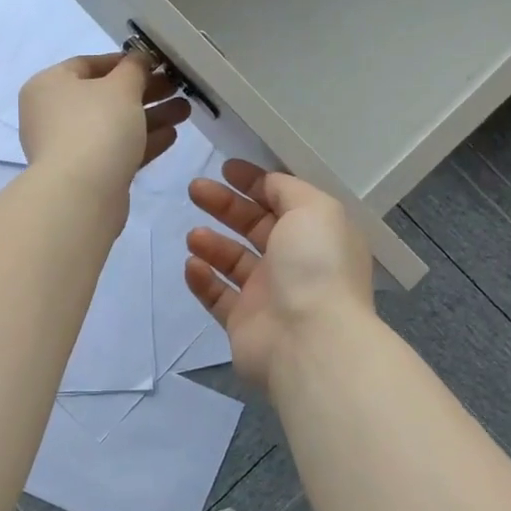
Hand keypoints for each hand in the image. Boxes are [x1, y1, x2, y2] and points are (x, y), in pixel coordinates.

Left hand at [18, 52, 188, 201]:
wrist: (81, 194)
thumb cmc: (96, 127)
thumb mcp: (121, 87)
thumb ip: (134, 68)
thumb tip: (140, 58)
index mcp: (49, 85)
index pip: (88, 64)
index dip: (125, 61)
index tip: (156, 63)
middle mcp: (53, 114)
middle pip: (105, 96)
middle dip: (145, 91)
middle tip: (178, 87)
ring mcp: (69, 147)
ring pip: (115, 125)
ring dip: (150, 116)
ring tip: (185, 110)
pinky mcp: (87, 174)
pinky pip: (117, 150)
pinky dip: (143, 141)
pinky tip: (172, 135)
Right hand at [185, 159, 374, 385]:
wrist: (309, 341)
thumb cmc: (315, 265)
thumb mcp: (314, 208)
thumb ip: (288, 189)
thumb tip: (267, 182)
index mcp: (317, 234)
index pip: (283, 201)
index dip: (255, 182)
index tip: (225, 169)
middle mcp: (296, 263)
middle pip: (254, 226)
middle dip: (225, 205)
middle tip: (195, 189)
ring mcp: (269, 295)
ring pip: (234, 261)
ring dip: (212, 243)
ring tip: (194, 235)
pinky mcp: (244, 323)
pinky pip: (218, 296)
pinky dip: (203, 279)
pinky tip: (192, 265)